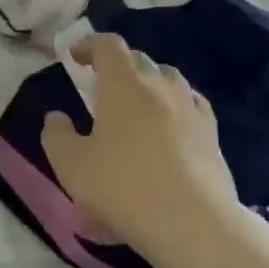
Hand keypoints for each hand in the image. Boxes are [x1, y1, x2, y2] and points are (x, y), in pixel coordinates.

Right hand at [41, 35, 237, 254]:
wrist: (191, 223)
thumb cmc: (122, 188)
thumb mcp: (71, 165)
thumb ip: (56, 136)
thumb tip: (56, 117)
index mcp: (124, 85)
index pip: (108, 46)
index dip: (89, 44)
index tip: (75, 56)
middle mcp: (160, 86)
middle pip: (139, 59)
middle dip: (117, 65)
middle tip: (100, 86)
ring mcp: (191, 108)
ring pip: (169, 79)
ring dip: (148, 82)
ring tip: (135, 104)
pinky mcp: (212, 134)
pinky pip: (191, 104)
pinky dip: (174, 105)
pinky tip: (170, 125)